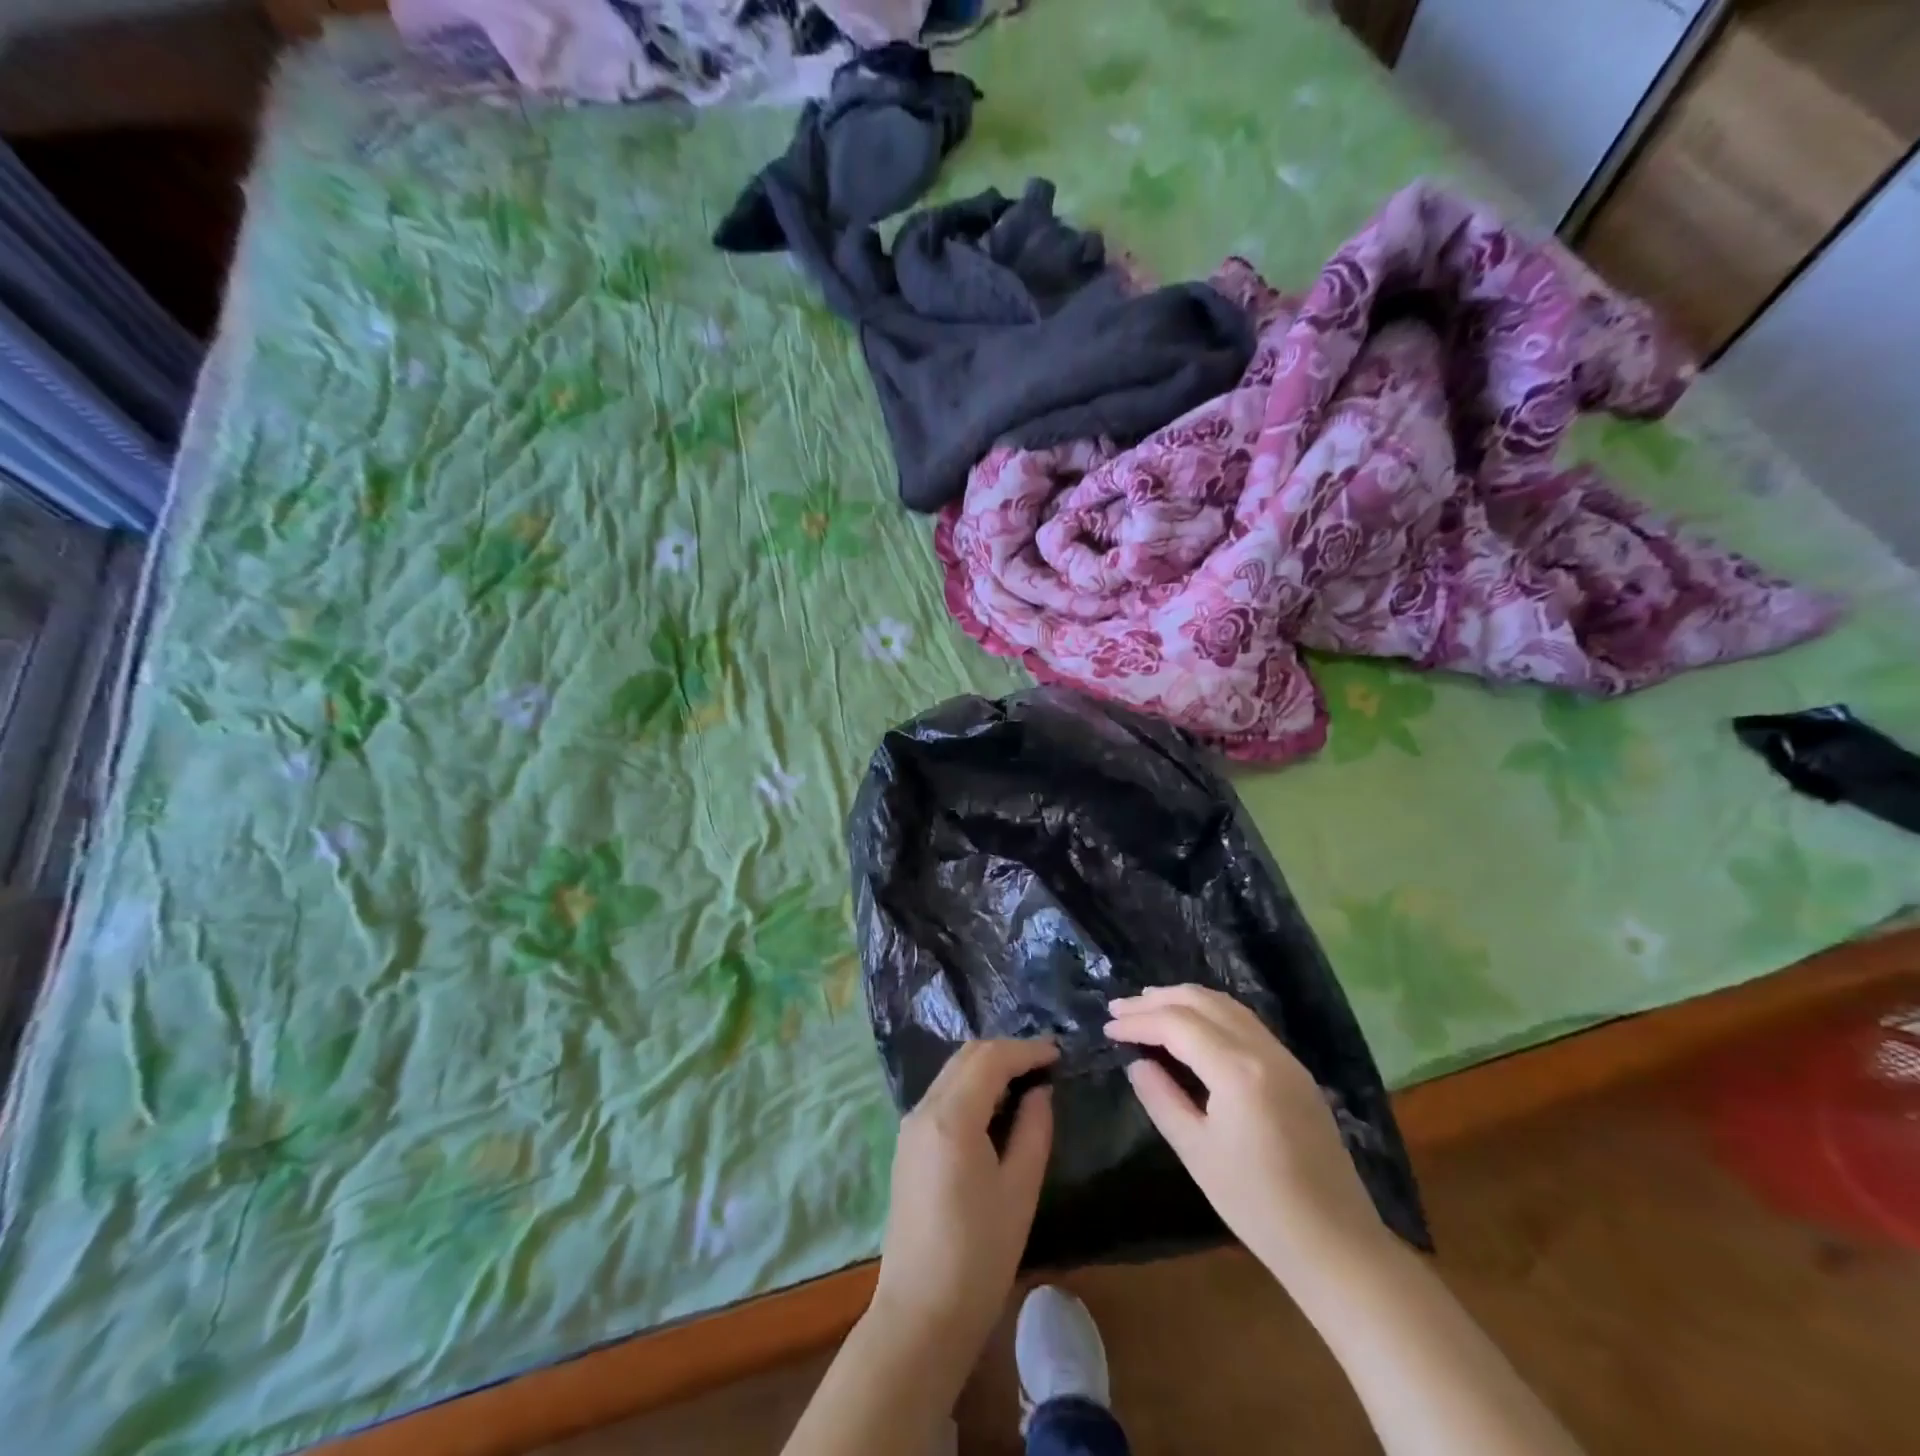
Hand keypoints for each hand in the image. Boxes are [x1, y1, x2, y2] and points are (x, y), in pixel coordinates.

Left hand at [870, 1038, 1057, 1361]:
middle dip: (1006, 1052)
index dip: (1027, 1050)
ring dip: (987, 1067)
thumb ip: (1033, 1130)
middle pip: (966, 1056)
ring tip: (1026, 1081)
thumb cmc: (979, 1255)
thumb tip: (1039, 1091)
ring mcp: (910, 1126)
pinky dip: (970, 1087)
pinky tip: (995, 1107)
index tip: (1058, 1053)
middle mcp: (924, 1109)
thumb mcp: (1020, 1190)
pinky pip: (942, 1095)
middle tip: (1045, 1064)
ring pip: (952, 1072)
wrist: (921, 1313)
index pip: (990, 1058)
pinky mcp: (907, 1144)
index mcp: (951, 1117)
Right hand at [1105, 985, 1383, 1273]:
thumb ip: (1161, 1099)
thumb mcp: (1196, 1152)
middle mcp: (1264, 1050)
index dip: (1138, 1020)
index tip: (1108, 1026)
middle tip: (1121, 1007)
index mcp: (1237, 1070)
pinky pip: (1245, 1022)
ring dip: (1185, 1000)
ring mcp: (1285, 1058)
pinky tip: (1192, 1028)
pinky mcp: (1296, 1071)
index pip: (1177, 1024)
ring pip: (1227, 1005)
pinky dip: (1211, 1013)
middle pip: (1203, 1001)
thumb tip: (1137, 1063)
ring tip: (1149, 1007)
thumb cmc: (1258, 1206)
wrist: (1337, 1246)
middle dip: (1157, 999)